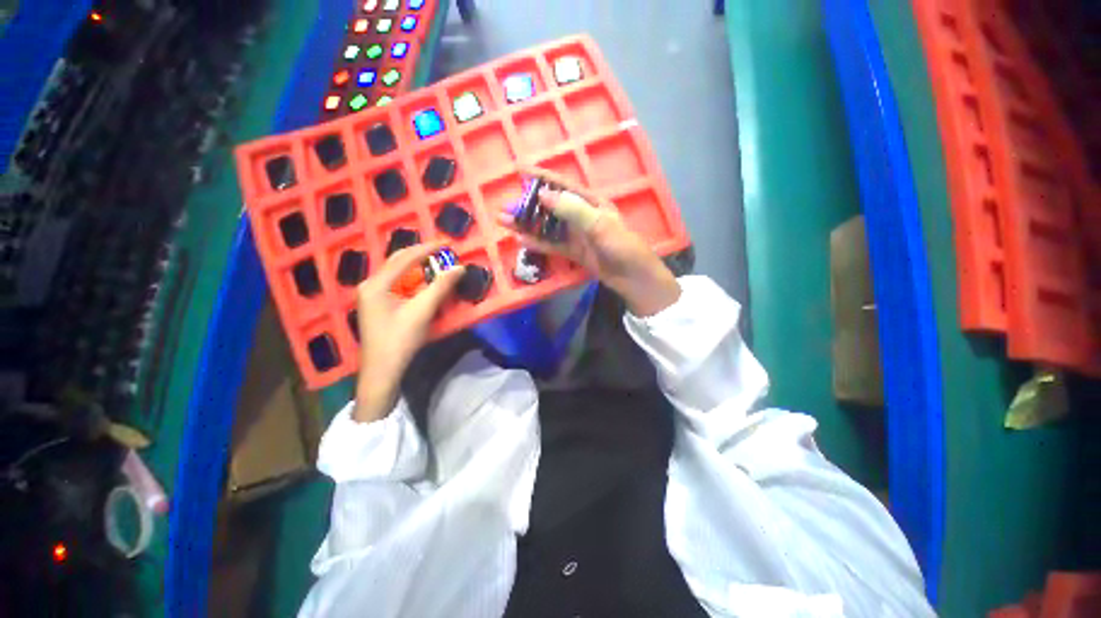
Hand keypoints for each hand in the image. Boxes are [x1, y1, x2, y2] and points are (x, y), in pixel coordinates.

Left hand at [353, 242, 464, 422]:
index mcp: (376, 284)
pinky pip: (398, 284)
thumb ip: (441, 287)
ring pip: (398, 273)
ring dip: (418, 267)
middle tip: (443, 252)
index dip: (427, 249)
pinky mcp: (378, 305)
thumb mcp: (422, 311)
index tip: (447, 243)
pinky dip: (414, 280)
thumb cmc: (400, 340)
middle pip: (398, 262)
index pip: (404, 258)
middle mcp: (371, 285)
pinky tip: (426, 282)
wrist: (382, 370)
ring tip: (438, 263)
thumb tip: (459, 268)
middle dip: (421, 255)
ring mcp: (372, 295)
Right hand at [499, 166, 680, 316]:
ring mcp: (577, 235)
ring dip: (528, 225)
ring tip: (505, 223)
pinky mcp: (574, 252)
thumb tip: (543, 195)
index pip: (562, 185)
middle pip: (550, 207)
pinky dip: (538, 243)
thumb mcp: (598, 224)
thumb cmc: (621, 246)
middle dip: (528, 206)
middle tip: (505, 207)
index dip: (541, 177)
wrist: (632, 277)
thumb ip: (572, 209)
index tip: (519, 171)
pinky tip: (521, 241)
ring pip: (548, 227)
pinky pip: (553, 245)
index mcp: (591, 203)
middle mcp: (581, 216)